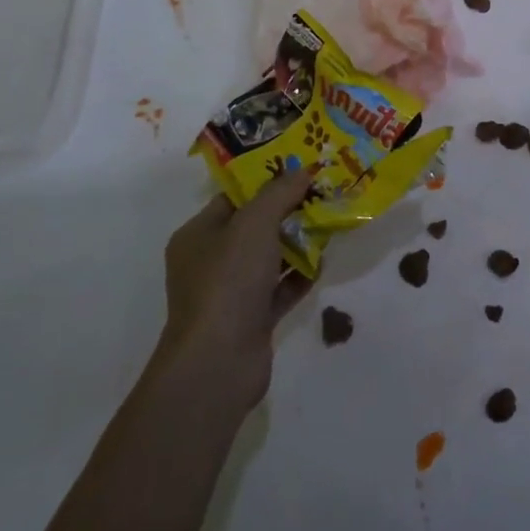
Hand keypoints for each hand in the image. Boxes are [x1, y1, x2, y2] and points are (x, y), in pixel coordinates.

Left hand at [153, 170, 313, 413]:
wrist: (218, 362)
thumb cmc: (228, 281)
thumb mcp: (255, 223)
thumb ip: (280, 193)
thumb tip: (303, 170)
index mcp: (198, 235)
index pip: (234, 198)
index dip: (267, 181)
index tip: (301, 168)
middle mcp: (210, 262)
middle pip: (255, 227)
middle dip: (289, 211)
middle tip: (323, 193)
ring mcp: (231, 293)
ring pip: (270, 258)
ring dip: (298, 242)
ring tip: (331, 223)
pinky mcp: (252, 319)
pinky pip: (280, 288)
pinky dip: (300, 276)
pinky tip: (323, 262)